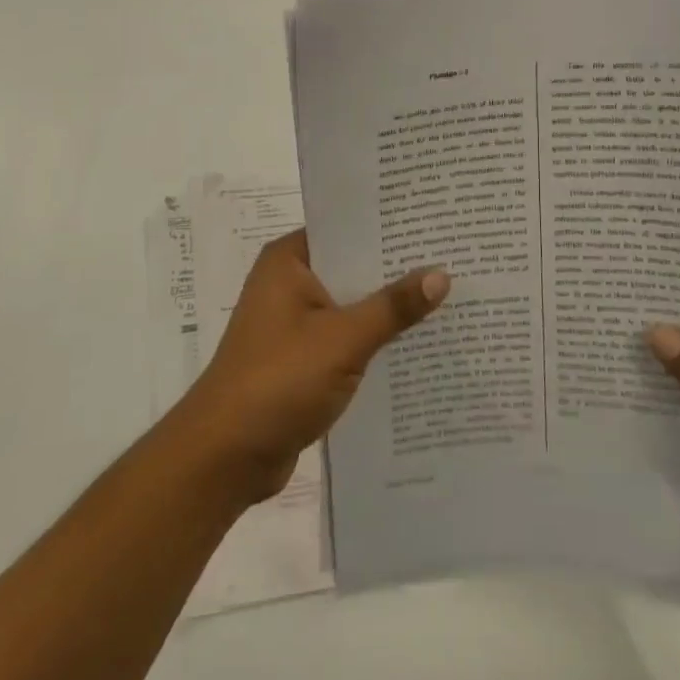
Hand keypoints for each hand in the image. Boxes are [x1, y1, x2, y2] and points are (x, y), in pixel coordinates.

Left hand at [173, 230, 449, 505]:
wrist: (226, 456)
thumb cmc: (279, 380)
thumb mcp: (343, 339)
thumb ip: (393, 307)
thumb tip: (442, 274)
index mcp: (289, 261)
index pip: (345, 228)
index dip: (387, 226)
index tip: (433, 222)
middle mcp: (288, 283)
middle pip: (351, 267)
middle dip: (396, 269)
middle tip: (453, 258)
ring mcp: (293, 323)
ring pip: (351, 305)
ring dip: (387, 308)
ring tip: (448, 296)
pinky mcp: (301, 359)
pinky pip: (346, 338)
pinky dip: (373, 340)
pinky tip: (418, 342)